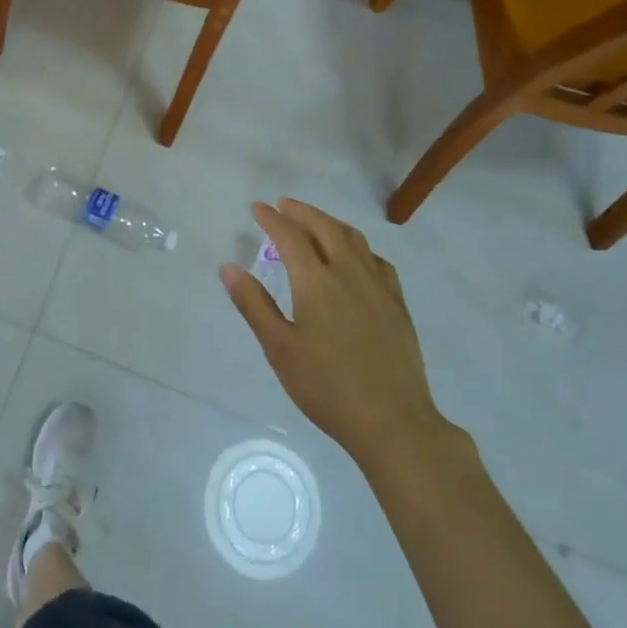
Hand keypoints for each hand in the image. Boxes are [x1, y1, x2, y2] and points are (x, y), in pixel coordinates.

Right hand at [222, 200, 448, 467]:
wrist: (393, 421)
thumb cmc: (327, 386)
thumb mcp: (280, 348)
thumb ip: (254, 305)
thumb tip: (230, 268)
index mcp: (316, 281)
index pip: (290, 237)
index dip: (272, 219)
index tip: (258, 208)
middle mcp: (348, 273)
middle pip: (325, 228)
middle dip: (302, 212)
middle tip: (284, 205)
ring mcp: (378, 286)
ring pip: (354, 239)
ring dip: (330, 223)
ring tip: (315, 222)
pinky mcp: (397, 303)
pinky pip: (376, 260)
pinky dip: (358, 246)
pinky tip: (356, 257)